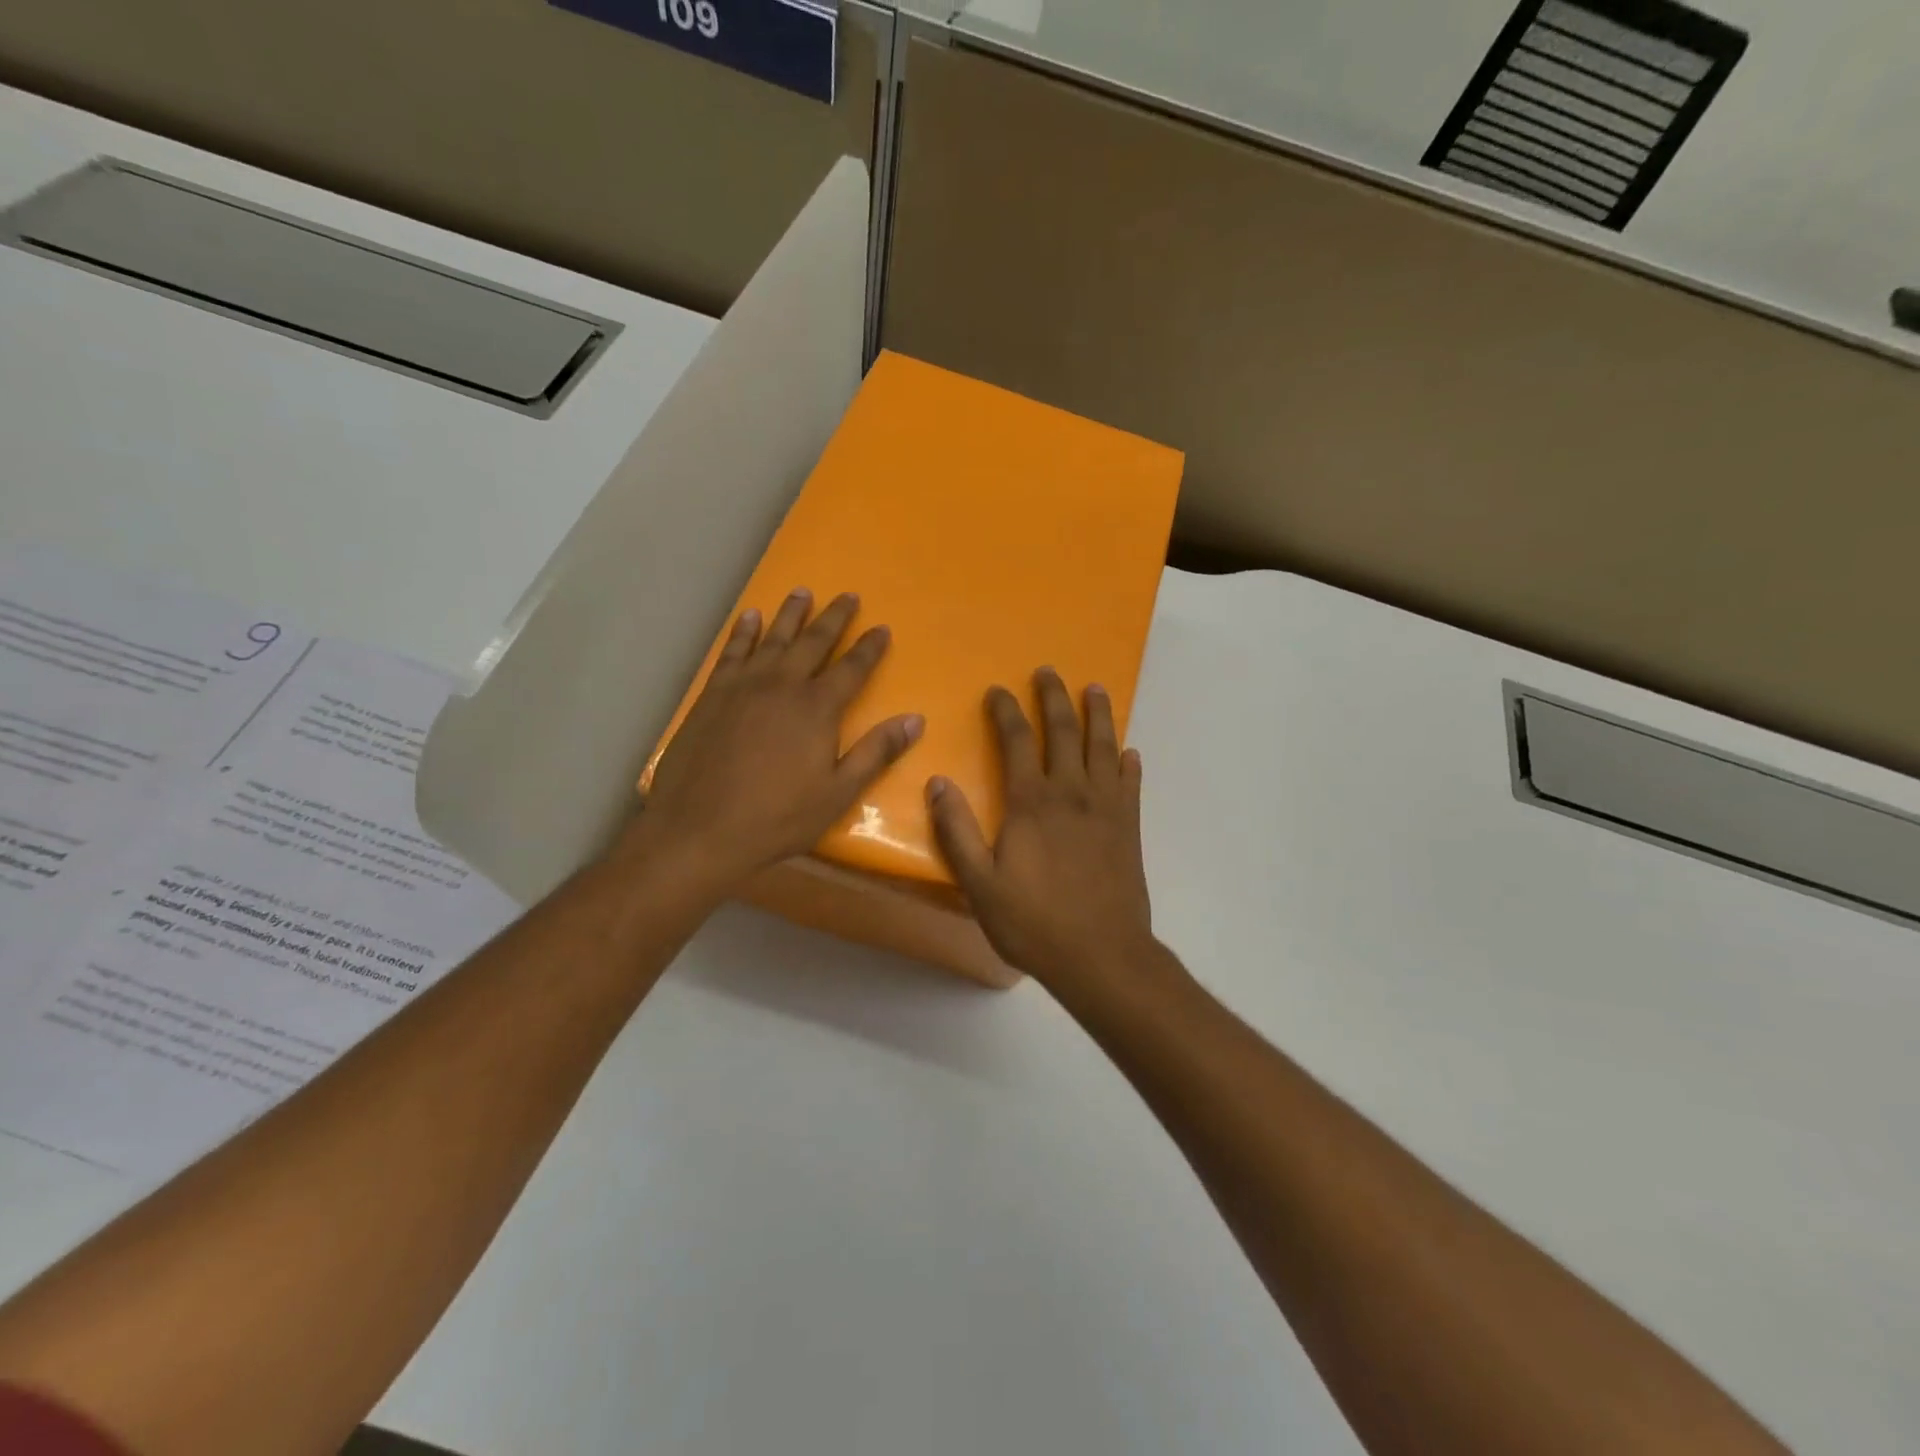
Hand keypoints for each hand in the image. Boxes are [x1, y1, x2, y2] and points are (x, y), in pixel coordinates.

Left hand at [640, 588, 923, 889]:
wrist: (698, 828)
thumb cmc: (776, 817)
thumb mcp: (838, 793)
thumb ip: (876, 753)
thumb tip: (915, 720)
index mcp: (817, 708)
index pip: (852, 668)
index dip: (869, 647)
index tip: (882, 627)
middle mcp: (783, 684)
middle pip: (814, 642)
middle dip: (834, 618)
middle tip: (848, 596)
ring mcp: (744, 685)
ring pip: (773, 638)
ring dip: (791, 614)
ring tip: (803, 592)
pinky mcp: (713, 694)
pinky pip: (732, 651)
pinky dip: (743, 632)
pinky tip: (749, 617)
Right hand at [927, 667, 1154, 988]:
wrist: (1101, 955)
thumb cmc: (1033, 922)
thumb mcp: (979, 883)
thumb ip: (958, 831)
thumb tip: (938, 783)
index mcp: (1032, 802)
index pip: (1018, 740)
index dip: (1007, 711)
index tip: (998, 691)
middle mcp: (1072, 793)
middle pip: (1065, 731)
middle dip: (1055, 697)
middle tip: (1049, 672)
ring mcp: (1106, 808)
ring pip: (1104, 747)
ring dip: (1099, 715)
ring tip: (1096, 689)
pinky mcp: (1129, 827)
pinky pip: (1131, 783)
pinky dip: (1129, 763)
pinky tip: (1130, 753)